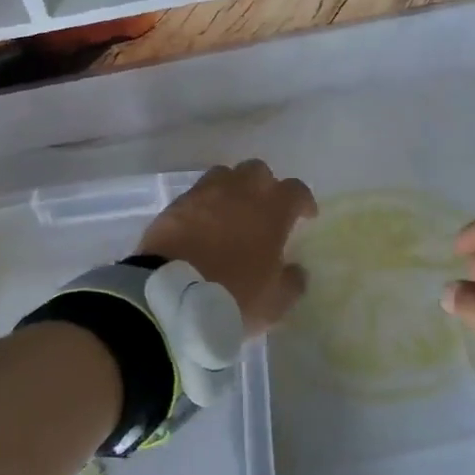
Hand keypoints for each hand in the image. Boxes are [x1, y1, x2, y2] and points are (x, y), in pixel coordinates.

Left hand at [138, 160, 317, 335]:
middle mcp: (239, 191)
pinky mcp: (176, 204)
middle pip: (258, 171)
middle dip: (266, 185)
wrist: (169, 295)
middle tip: (265, 209)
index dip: (303, 201)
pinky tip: (203, 223)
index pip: (296, 190)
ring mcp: (204, 194)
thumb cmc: (232, 296)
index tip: (305, 215)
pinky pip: (197, 193)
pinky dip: (205, 203)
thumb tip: (296, 271)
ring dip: (233, 188)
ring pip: (224, 175)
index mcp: (271, 210)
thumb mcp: (274, 303)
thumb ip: (292, 283)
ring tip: (232, 211)